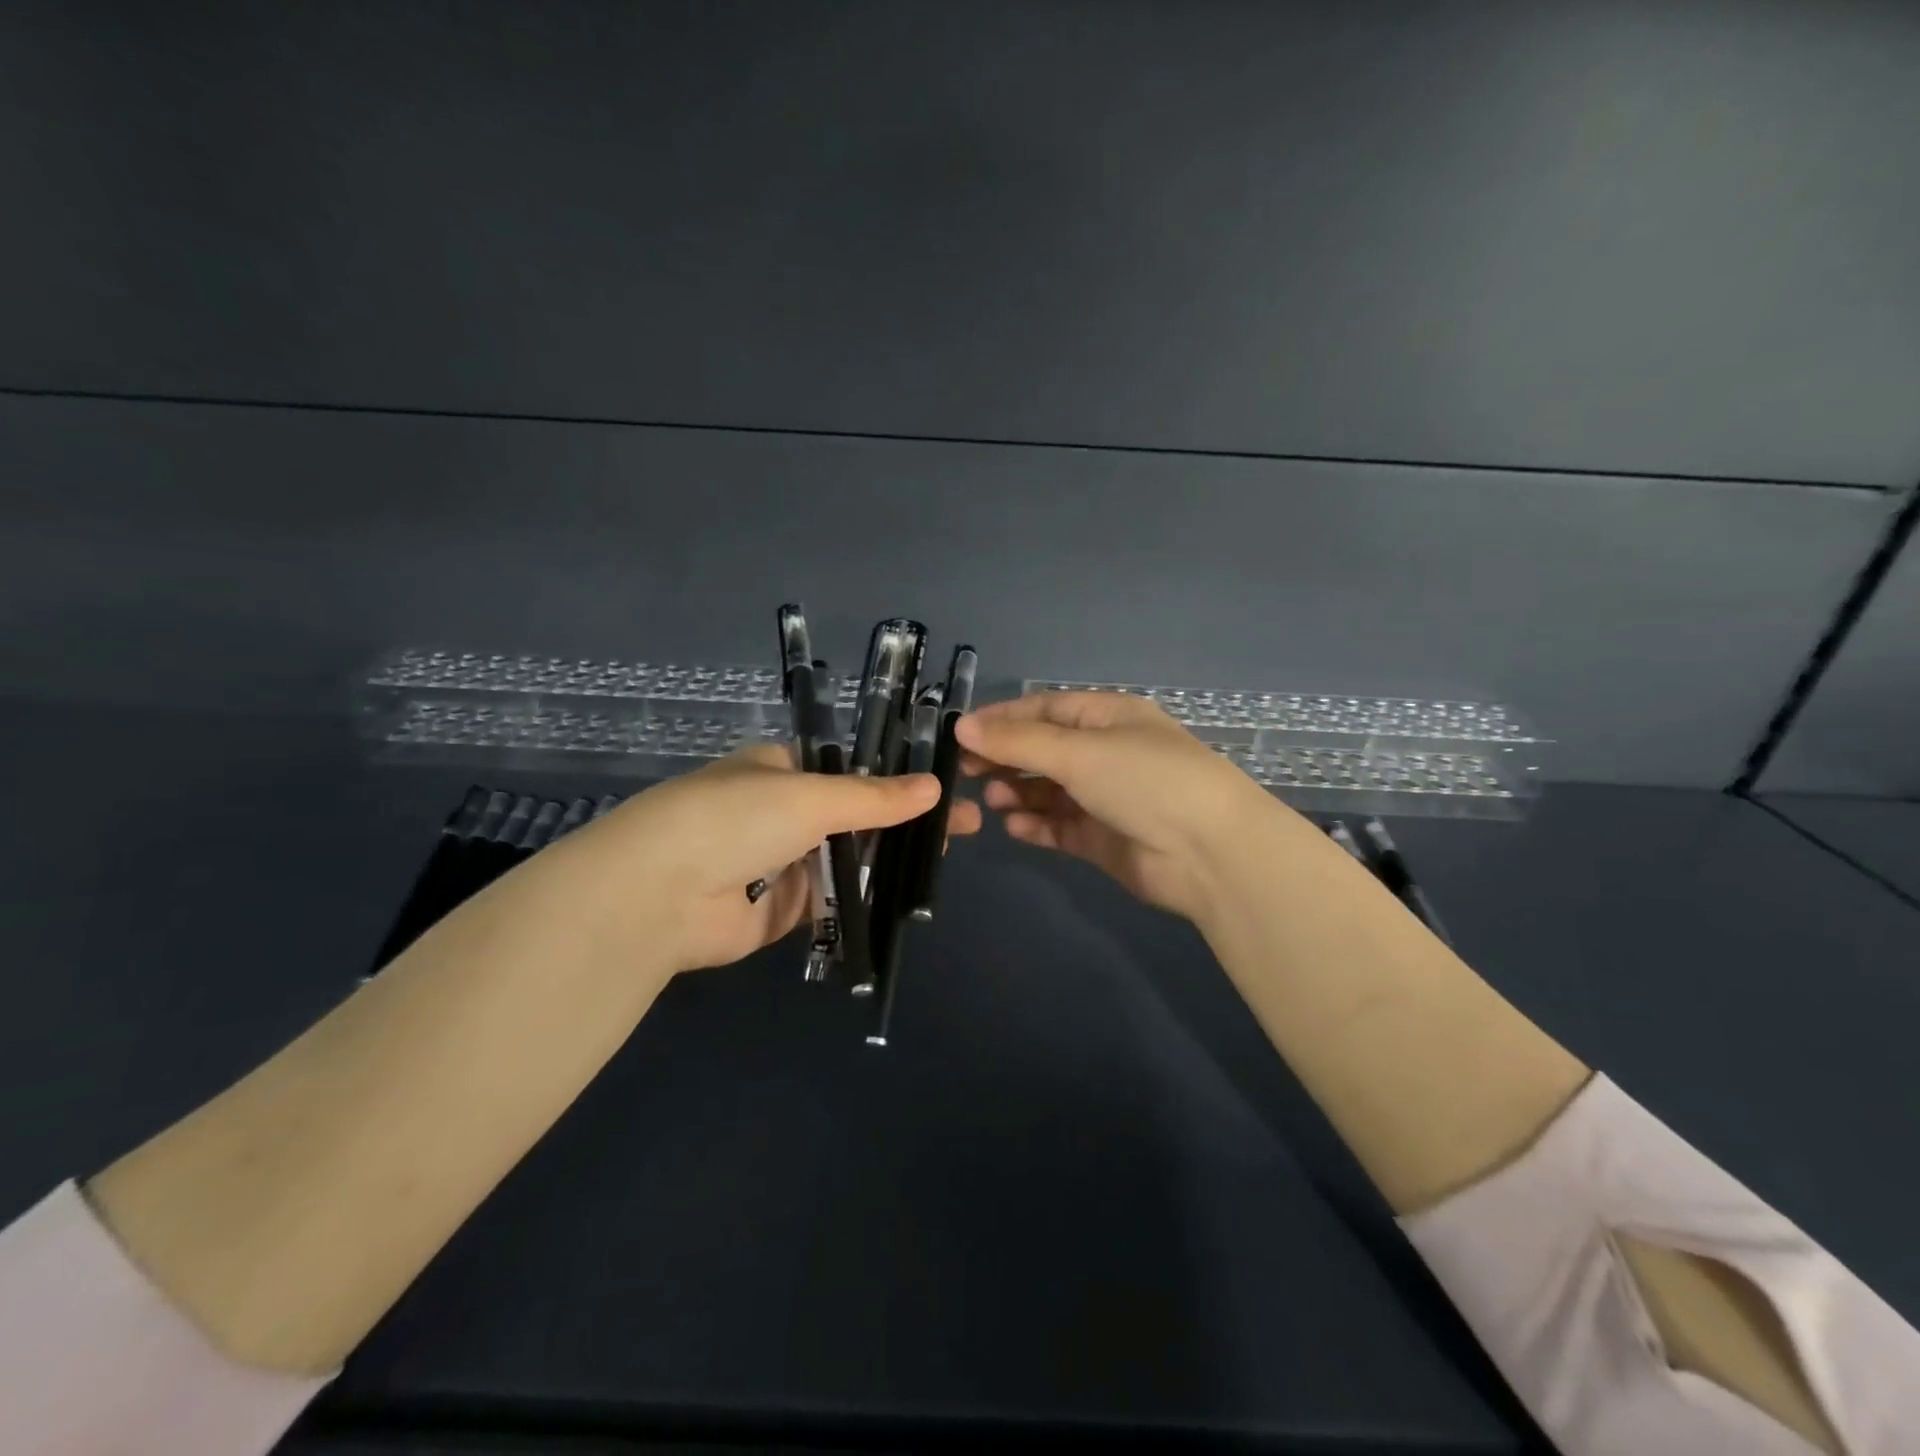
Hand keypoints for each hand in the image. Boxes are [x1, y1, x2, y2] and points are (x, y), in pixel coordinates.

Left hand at [553, 744, 982, 974]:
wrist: (659, 896)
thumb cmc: (734, 820)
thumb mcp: (809, 797)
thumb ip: (873, 798)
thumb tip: (933, 788)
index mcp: (783, 770)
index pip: (852, 772)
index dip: (899, 779)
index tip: (945, 790)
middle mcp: (783, 813)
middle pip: (857, 817)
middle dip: (905, 823)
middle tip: (966, 829)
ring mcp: (783, 863)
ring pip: (849, 860)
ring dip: (891, 862)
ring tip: (946, 862)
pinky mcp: (783, 910)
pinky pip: (835, 901)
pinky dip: (866, 900)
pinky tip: (911, 897)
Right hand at [956, 691, 1289, 922]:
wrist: (1210, 853)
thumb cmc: (1145, 781)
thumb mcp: (1079, 751)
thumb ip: (1018, 741)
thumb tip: (963, 726)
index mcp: (1107, 717)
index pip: (1044, 709)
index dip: (1001, 719)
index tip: (960, 734)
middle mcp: (1106, 752)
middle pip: (1043, 749)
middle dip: (1005, 757)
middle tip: (965, 771)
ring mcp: (1105, 797)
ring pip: (1049, 790)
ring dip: (1019, 792)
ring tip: (993, 799)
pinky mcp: (1103, 838)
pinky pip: (1059, 826)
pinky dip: (1036, 824)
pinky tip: (1013, 826)